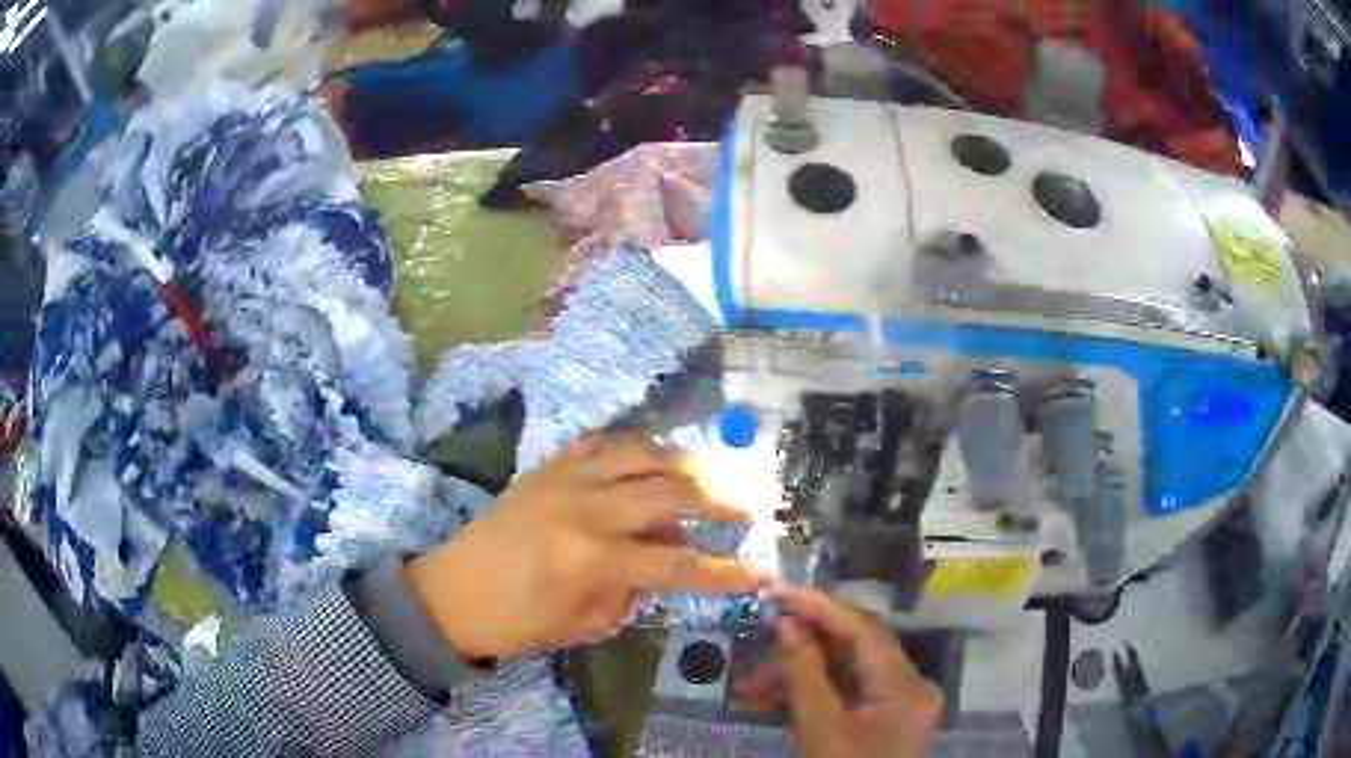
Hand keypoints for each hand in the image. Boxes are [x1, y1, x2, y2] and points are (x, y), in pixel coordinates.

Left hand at [404, 435, 764, 658]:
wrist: (452, 591)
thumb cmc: (517, 622)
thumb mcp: (585, 624)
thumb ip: (633, 591)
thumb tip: (666, 559)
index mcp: (593, 559)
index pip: (678, 564)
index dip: (725, 571)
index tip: (761, 572)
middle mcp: (586, 508)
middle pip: (671, 493)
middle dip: (719, 502)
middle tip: (747, 511)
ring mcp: (565, 478)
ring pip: (642, 454)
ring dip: (684, 463)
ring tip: (709, 477)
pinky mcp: (548, 466)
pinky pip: (603, 442)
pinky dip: (636, 447)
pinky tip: (653, 458)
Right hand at [734, 588, 943, 757]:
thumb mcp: (820, 730)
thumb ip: (805, 674)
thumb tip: (786, 623)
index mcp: (905, 686)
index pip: (863, 630)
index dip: (819, 608)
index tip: (777, 592)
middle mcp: (908, 686)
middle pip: (852, 651)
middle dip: (799, 653)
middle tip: (752, 660)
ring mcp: (895, 704)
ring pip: (843, 674)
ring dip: (796, 678)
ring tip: (750, 693)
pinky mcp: (880, 720)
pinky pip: (843, 696)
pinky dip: (808, 697)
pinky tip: (772, 706)